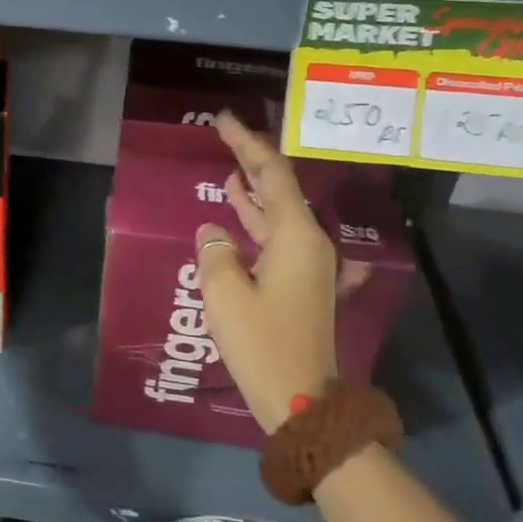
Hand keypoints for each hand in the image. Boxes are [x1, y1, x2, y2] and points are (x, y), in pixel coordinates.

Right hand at [193, 112, 340, 433]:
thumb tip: (213, 232)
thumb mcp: (225, 295)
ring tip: (227, 163)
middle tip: (224, 131)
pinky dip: (253, 217)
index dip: (247, 143)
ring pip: (276, 211)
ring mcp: (306, 264)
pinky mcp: (297, 282)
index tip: (224, 120)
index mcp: (296, 237)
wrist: (302, 401)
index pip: (271, 174)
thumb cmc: (263, 344)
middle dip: (251, 158)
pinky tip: (233, 209)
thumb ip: (215, 252)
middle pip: (278, 187)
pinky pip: (274, 235)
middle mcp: (308, 243)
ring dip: (252, 187)